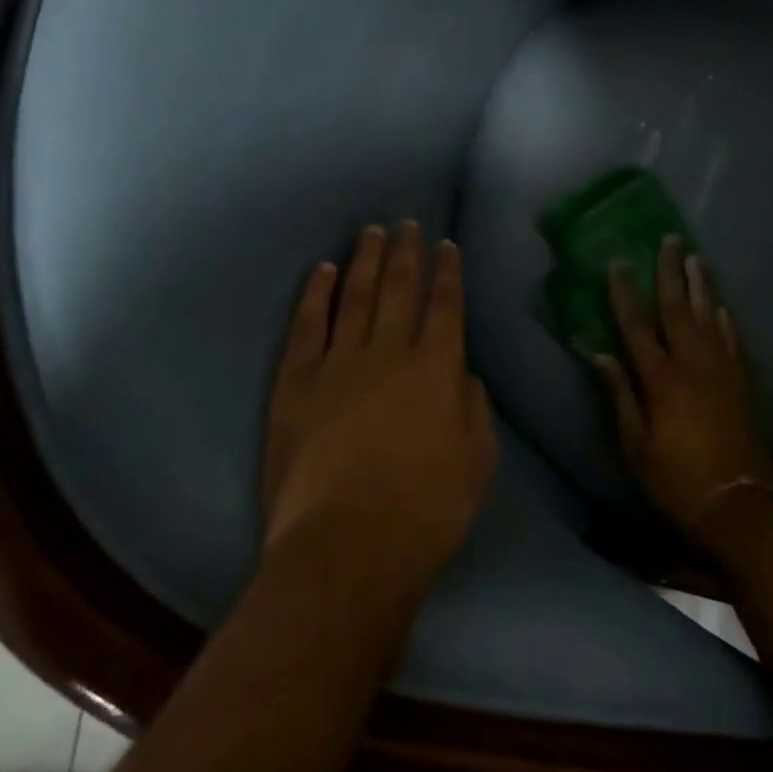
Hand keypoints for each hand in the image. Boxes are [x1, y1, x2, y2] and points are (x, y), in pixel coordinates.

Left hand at [262, 222, 496, 591]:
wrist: (347, 547)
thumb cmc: (427, 511)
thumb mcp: (477, 462)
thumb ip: (473, 409)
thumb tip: (462, 375)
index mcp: (437, 368)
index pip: (445, 306)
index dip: (447, 272)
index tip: (446, 245)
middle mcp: (389, 352)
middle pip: (399, 289)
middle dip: (406, 253)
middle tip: (407, 224)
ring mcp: (338, 364)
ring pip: (355, 297)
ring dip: (365, 260)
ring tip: (371, 232)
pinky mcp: (296, 383)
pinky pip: (307, 326)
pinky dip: (316, 294)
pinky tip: (323, 271)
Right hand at [595, 236, 772, 543]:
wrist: (739, 504)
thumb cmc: (676, 479)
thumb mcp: (636, 445)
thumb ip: (620, 395)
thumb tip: (600, 354)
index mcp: (661, 380)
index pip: (637, 327)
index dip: (624, 293)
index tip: (617, 262)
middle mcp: (693, 366)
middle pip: (678, 309)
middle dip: (671, 272)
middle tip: (671, 239)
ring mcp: (722, 372)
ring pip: (710, 317)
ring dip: (701, 286)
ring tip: (696, 258)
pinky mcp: (742, 385)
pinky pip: (734, 341)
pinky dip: (727, 320)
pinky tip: (723, 307)